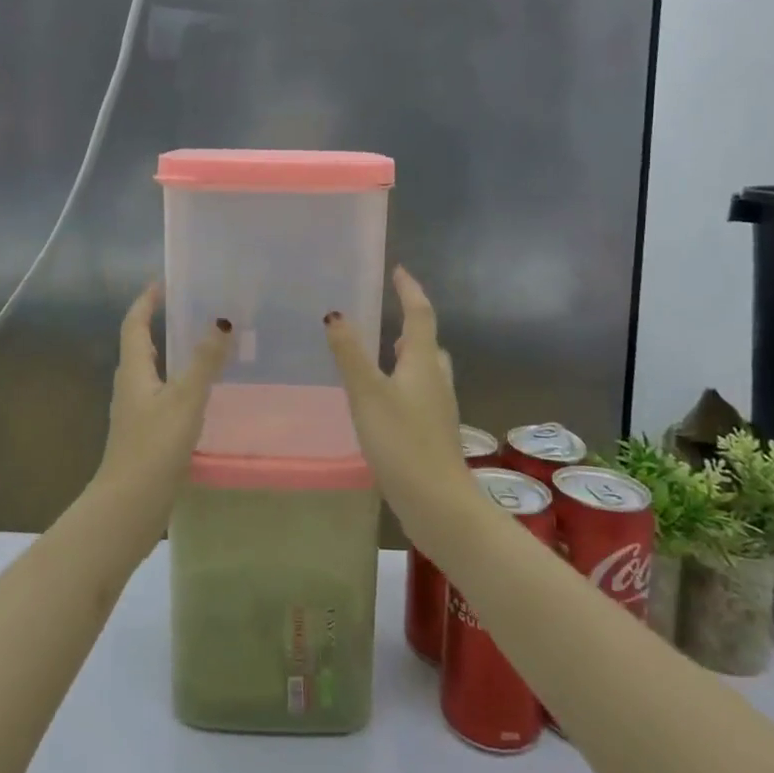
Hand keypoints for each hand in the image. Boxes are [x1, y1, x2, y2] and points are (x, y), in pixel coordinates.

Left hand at [94, 284, 232, 522]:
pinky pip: (160, 394)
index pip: (135, 324)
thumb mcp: (184, 400)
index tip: (161, 281)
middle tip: (187, 307)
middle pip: (140, 345)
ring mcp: (135, 412)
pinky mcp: (144, 433)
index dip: (145, 301)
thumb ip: (204, 362)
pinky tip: (198, 393)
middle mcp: (130, 386)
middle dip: (158, 322)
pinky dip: (176, 381)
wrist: (129, 505)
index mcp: (134, 371)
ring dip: (168, 352)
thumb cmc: (153, 447)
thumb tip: (222, 320)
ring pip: (151, 371)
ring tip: (198, 343)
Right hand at [324, 268, 473, 529]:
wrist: (437, 502)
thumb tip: (336, 314)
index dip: (410, 290)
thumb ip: (350, 354)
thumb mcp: (368, 394)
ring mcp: (438, 408)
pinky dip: (405, 383)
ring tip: (385, 352)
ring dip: (409, 355)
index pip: (419, 315)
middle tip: (390, 313)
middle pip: (427, 342)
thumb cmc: (402, 441)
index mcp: (423, 363)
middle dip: (411, 324)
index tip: (399, 270)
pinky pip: (420, 393)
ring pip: (426, 369)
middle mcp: (436, 380)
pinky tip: (386, 399)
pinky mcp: (433, 432)